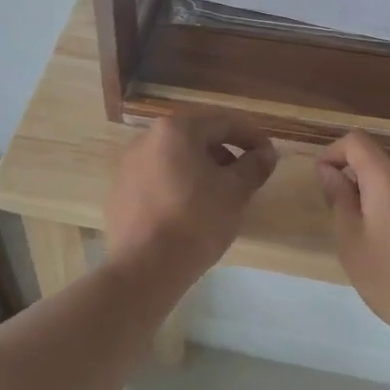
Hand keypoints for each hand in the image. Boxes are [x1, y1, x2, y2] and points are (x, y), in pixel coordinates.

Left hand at [105, 113, 277, 279]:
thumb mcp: (235, 192)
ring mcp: (128, 164)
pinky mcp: (120, 191)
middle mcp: (147, 138)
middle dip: (225, 152)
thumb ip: (253, 166)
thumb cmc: (196, 221)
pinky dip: (178, 185)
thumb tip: (266, 154)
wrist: (144, 267)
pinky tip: (190, 210)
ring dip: (201, 168)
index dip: (251, 136)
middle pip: (196, 137)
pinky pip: (157, 178)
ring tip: (219, 195)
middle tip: (246, 175)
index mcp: (176, 130)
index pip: (223, 122)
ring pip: (174, 158)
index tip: (269, 155)